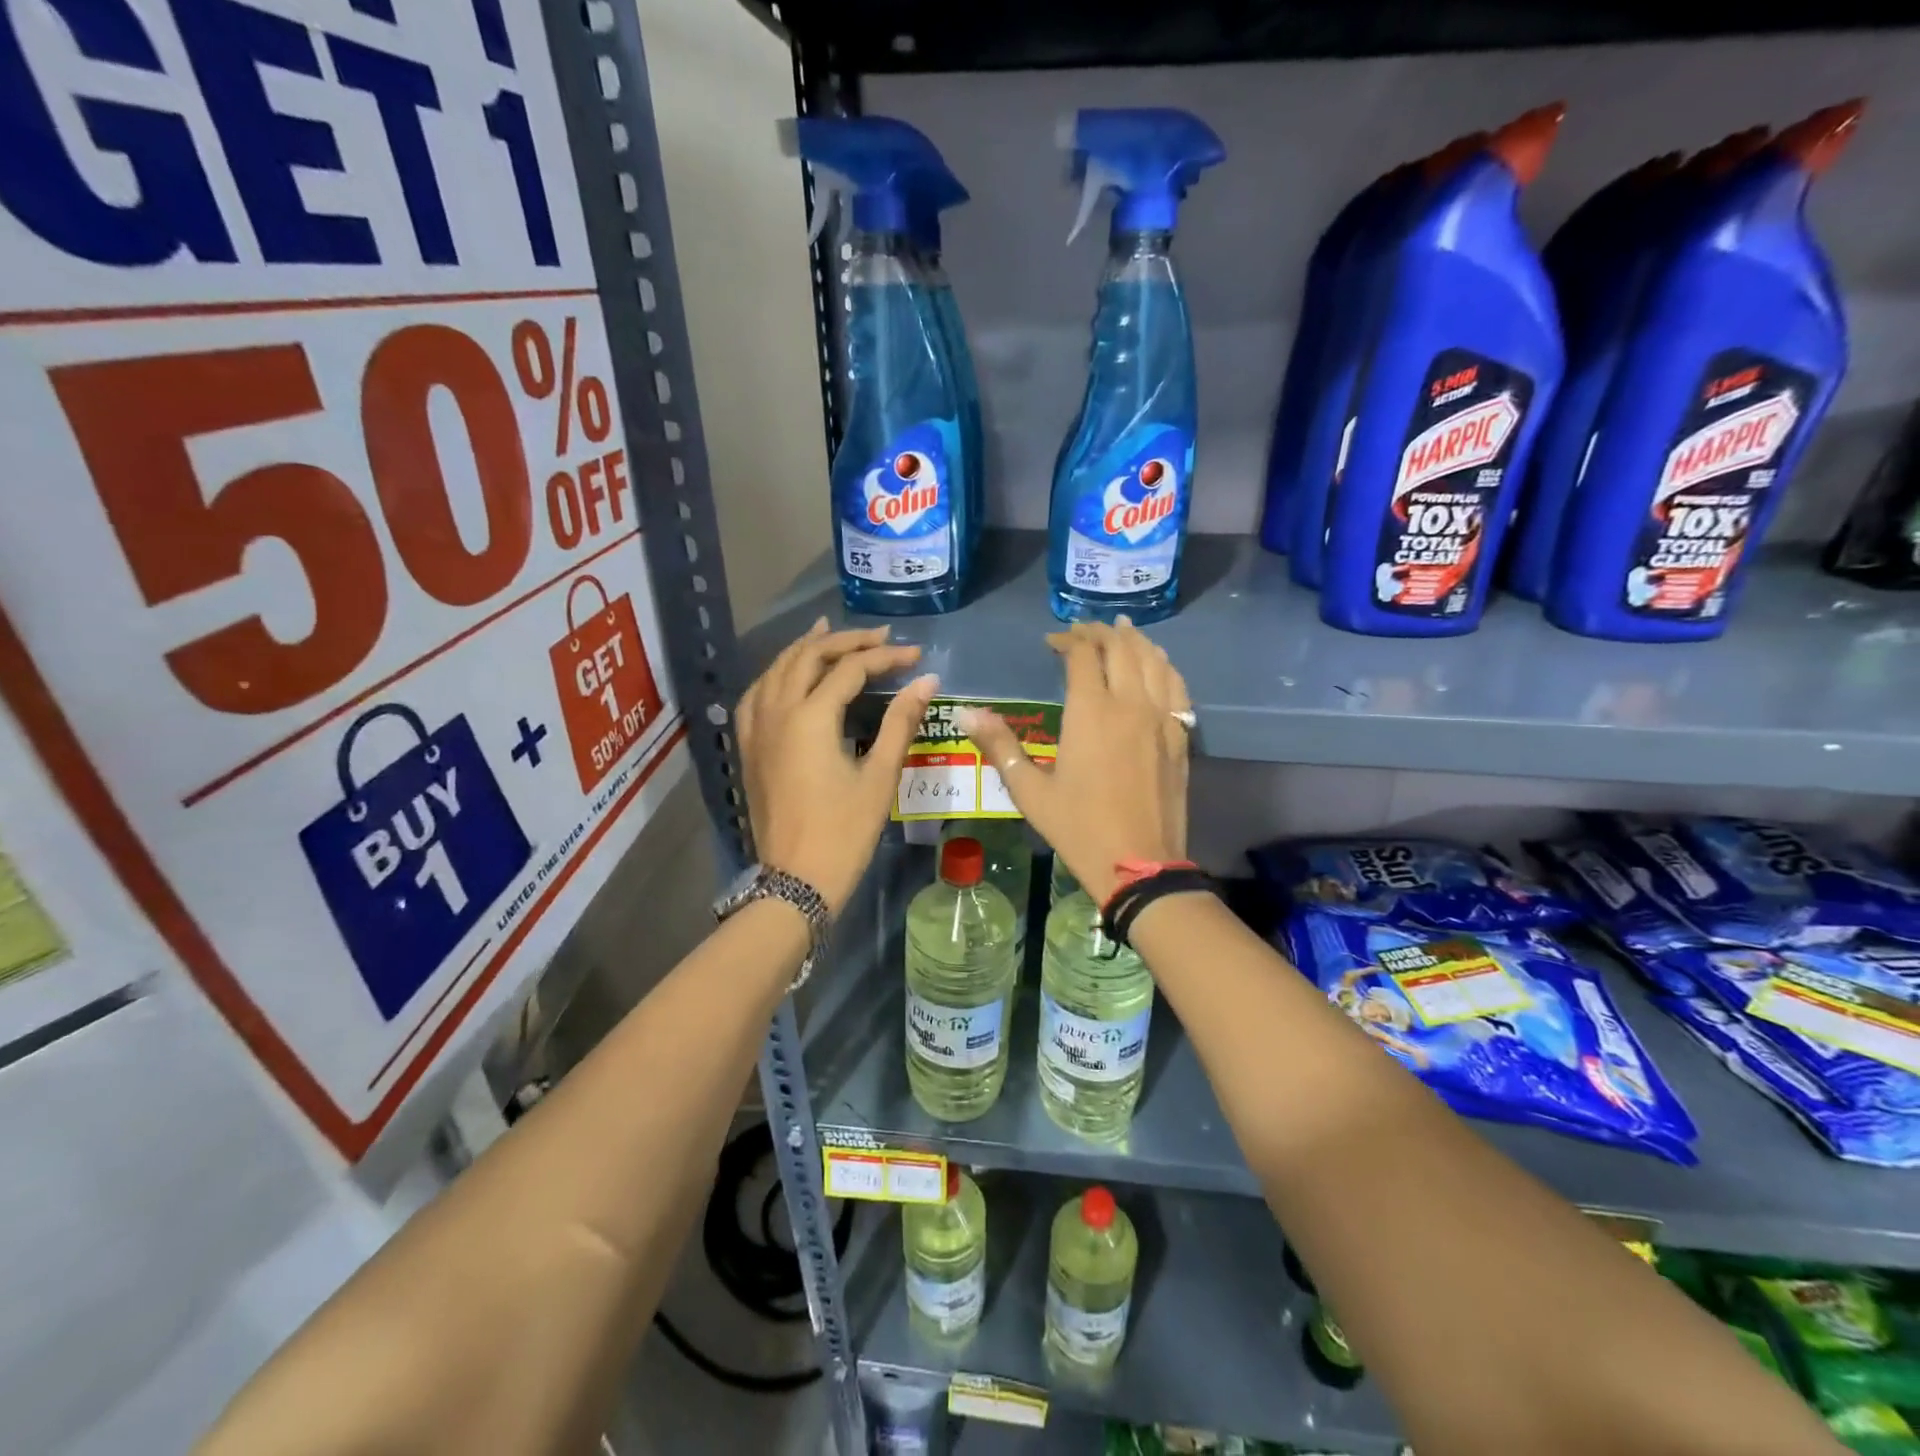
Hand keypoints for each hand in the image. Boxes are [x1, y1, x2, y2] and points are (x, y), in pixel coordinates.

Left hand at [737, 620, 937, 913]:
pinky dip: (777, 674)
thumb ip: (901, 722)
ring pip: (776, 669)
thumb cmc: (844, 832)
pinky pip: (758, 693)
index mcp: (810, 717)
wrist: (796, 880)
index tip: (916, 655)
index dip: (885, 657)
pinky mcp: (749, 746)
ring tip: (828, 632)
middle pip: (808, 657)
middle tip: (879, 638)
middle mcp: (776, 712)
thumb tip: (926, 680)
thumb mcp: (879, 776)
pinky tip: (789, 675)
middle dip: (845, 641)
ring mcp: (756, 728)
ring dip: (805, 649)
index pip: (850, 669)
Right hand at [958, 618, 1189, 905]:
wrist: (1139, 864)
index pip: (1082, 656)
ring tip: (1124, 631)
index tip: (1052, 642)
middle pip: (1121, 649)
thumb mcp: (1030, 790)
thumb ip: (1000, 746)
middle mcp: (1129, 704)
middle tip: (1084, 630)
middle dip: (1101, 633)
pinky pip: (1177, 687)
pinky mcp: (1180, 736)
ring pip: (1153, 662)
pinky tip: (1159, 665)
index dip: (1067, 641)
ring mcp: (1160, 719)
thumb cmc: (1078, 827)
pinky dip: (1166, 667)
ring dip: (1136, 641)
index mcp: (1090, 712)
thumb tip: (967, 713)